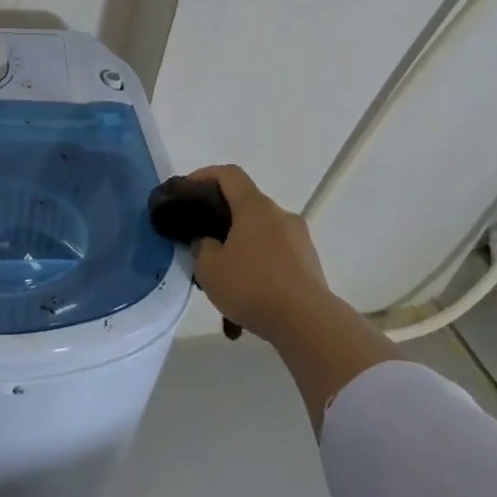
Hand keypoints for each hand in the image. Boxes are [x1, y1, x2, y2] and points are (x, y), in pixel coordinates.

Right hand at [183, 164, 336, 341]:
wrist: (307, 322)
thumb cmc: (252, 286)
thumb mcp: (208, 268)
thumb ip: (201, 247)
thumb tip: (208, 242)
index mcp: (255, 207)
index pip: (229, 174)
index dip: (204, 175)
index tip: (187, 190)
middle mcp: (280, 215)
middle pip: (246, 204)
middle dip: (221, 219)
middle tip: (201, 242)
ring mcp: (299, 239)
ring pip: (261, 233)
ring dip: (241, 247)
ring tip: (224, 278)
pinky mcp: (309, 263)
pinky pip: (276, 256)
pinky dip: (258, 267)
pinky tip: (247, 296)